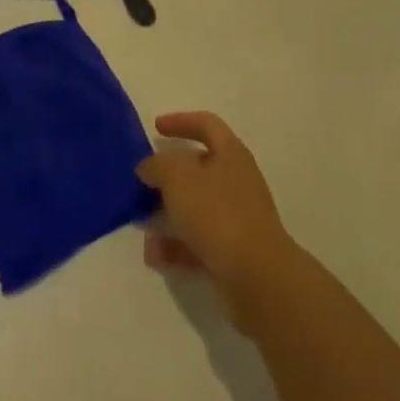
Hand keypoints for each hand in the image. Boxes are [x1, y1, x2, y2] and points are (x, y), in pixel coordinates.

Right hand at [136, 111, 294, 329]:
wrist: (258, 279)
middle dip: (168, 176)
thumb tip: (148, 167)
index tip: (155, 128)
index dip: (181, 121)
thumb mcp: (178, 177)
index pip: (207, 124)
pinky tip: (154, 255)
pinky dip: (175, 246)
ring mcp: (235, 220)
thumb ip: (158, 165)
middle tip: (143, 181)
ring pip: (195, 208)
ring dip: (167, 214)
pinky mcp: (231, 254)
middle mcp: (236, 182)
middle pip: (198, 169)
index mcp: (231, 154)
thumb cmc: (217, 213)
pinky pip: (197, 243)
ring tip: (141, 221)